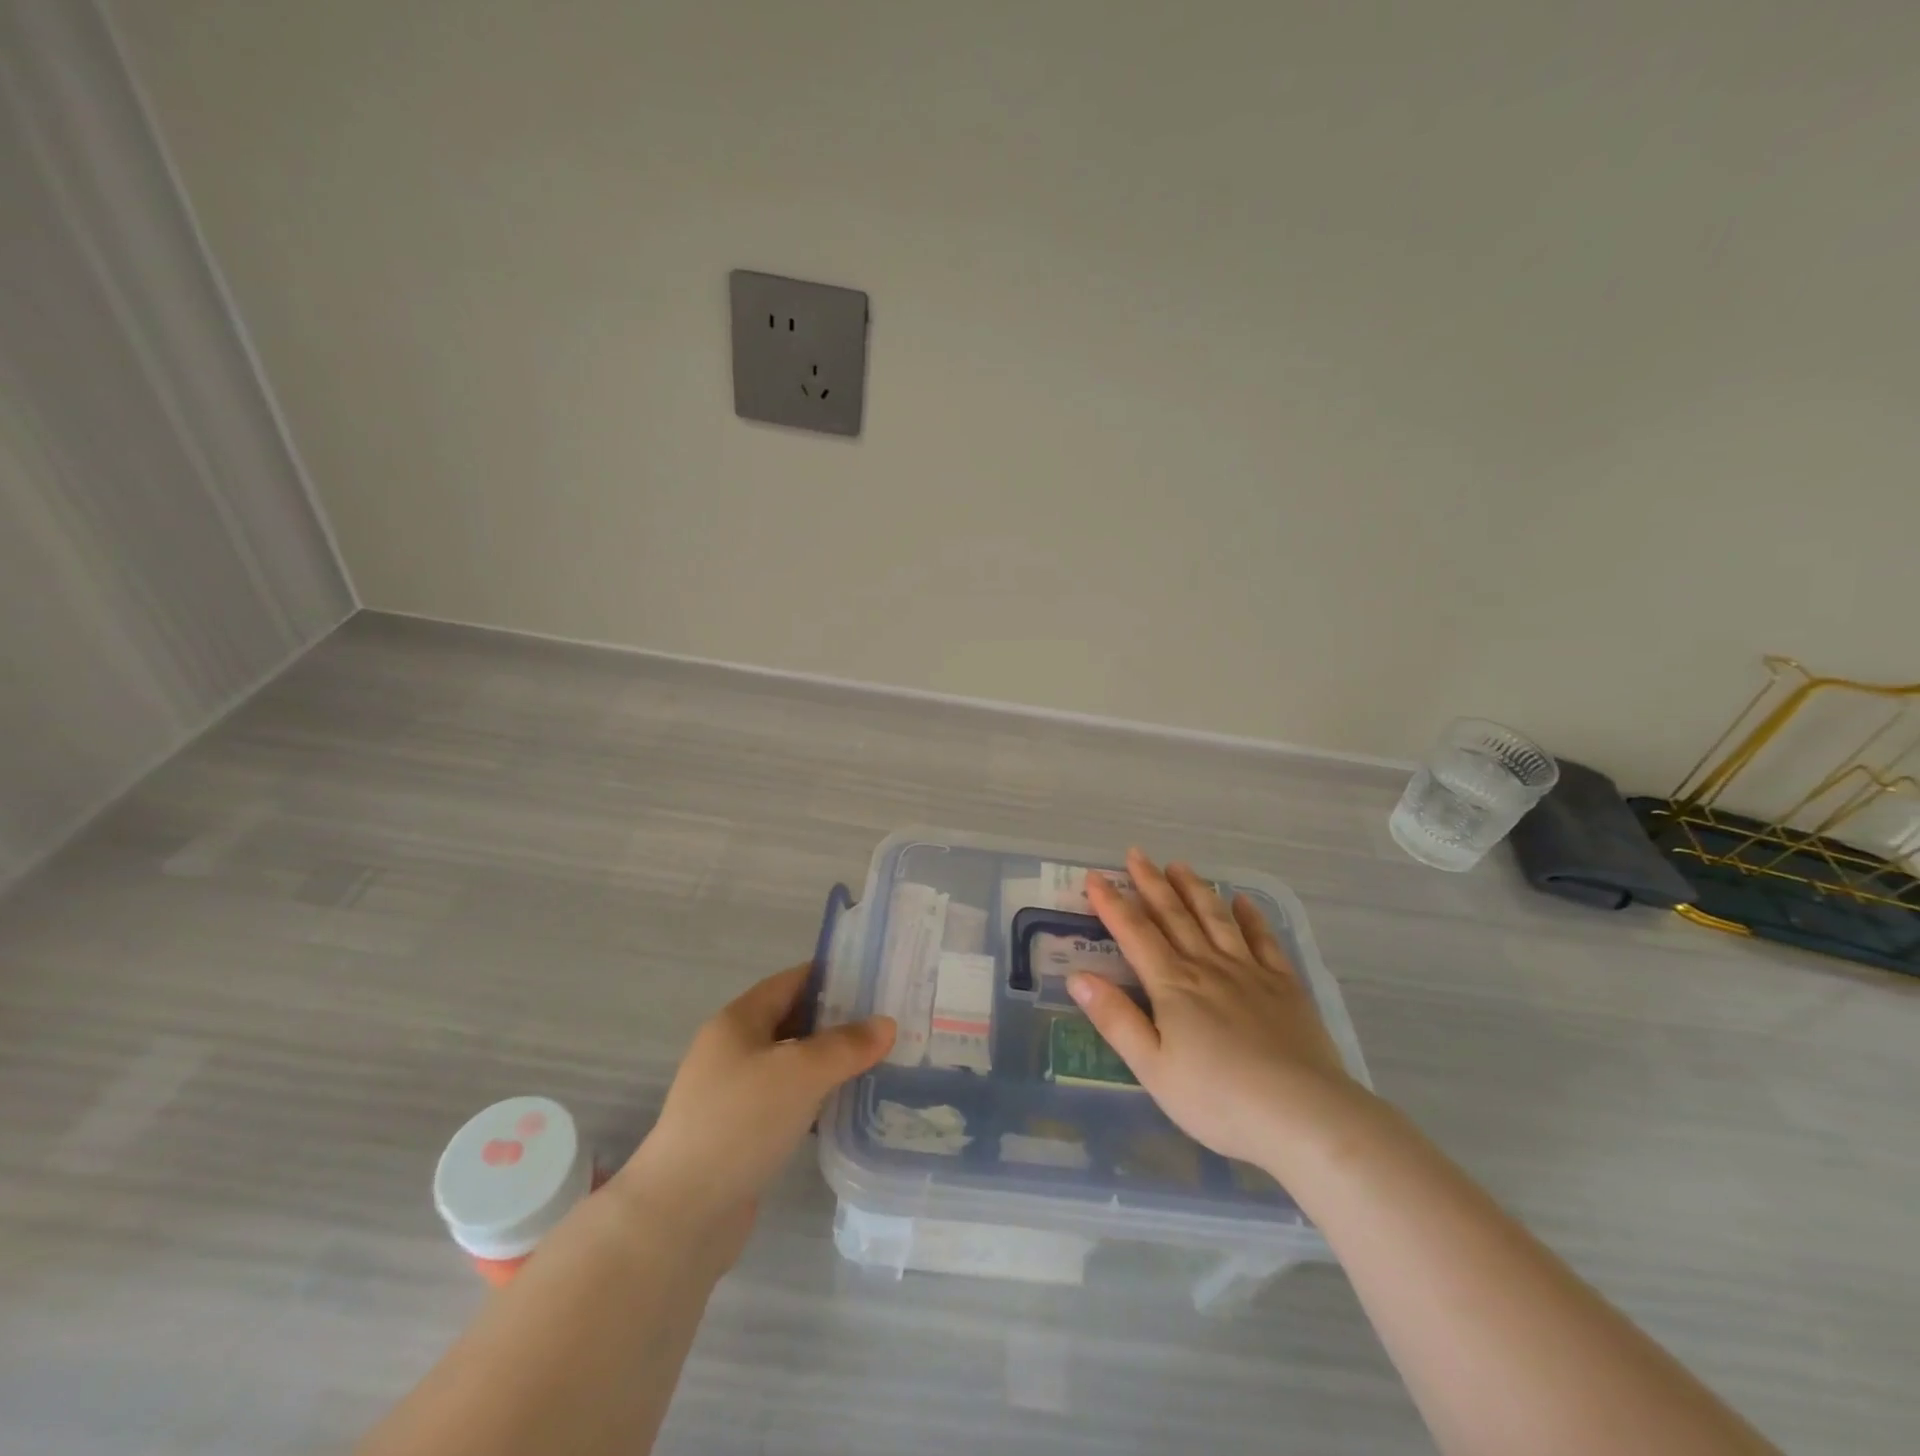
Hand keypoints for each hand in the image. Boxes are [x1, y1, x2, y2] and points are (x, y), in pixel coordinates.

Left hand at [614, 965, 894, 1253]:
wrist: (679, 1216)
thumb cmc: (739, 1124)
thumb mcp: (800, 1073)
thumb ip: (846, 1045)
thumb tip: (886, 1024)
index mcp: (738, 1021)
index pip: (791, 981)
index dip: (832, 976)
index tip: (876, 980)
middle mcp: (732, 1050)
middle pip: (792, 1021)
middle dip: (837, 1021)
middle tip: (885, 1024)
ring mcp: (733, 1094)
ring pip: (791, 1064)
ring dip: (829, 1062)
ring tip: (877, 1063)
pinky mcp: (739, 1133)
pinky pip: (786, 1100)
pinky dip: (815, 1098)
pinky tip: (846, 1108)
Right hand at [1072, 849, 1361, 1172]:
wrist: (1303, 1115)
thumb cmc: (1218, 1099)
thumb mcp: (1153, 1068)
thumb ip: (1116, 1019)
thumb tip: (1078, 976)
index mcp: (1173, 985)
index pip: (1134, 933)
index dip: (1112, 904)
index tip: (1095, 877)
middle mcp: (1208, 966)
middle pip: (1174, 915)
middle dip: (1151, 883)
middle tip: (1136, 854)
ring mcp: (1250, 972)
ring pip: (1216, 918)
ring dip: (1195, 889)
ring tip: (1179, 865)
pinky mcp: (1285, 985)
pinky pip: (1264, 940)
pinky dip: (1251, 917)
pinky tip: (1243, 901)